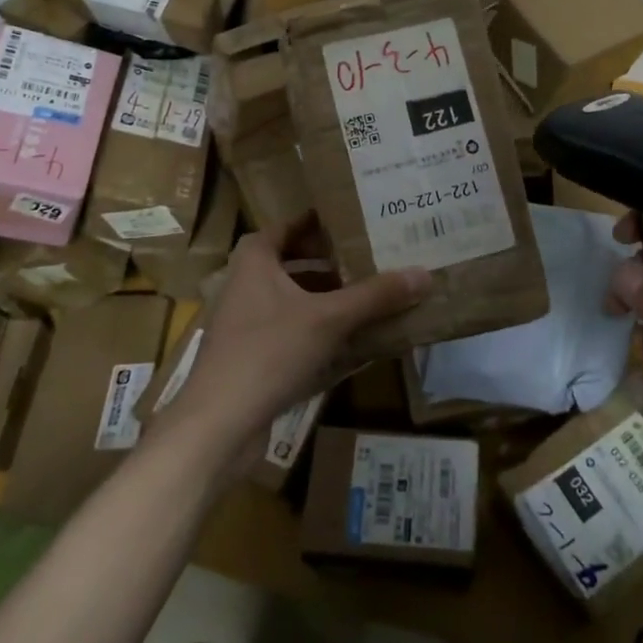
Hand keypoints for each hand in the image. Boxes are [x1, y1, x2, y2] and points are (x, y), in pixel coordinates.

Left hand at [170, 213, 429, 449]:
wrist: (218, 423)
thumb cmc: (269, 351)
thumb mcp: (329, 319)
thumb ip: (375, 296)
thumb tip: (424, 274)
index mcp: (255, 260)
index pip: (289, 225)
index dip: (319, 221)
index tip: (353, 219)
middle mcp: (245, 284)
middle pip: (293, 262)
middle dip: (331, 262)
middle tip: (370, 257)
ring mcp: (245, 322)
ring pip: (293, 299)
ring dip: (326, 297)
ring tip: (368, 295)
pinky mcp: (250, 355)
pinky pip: (290, 330)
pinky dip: (317, 329)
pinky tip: (349, 340)